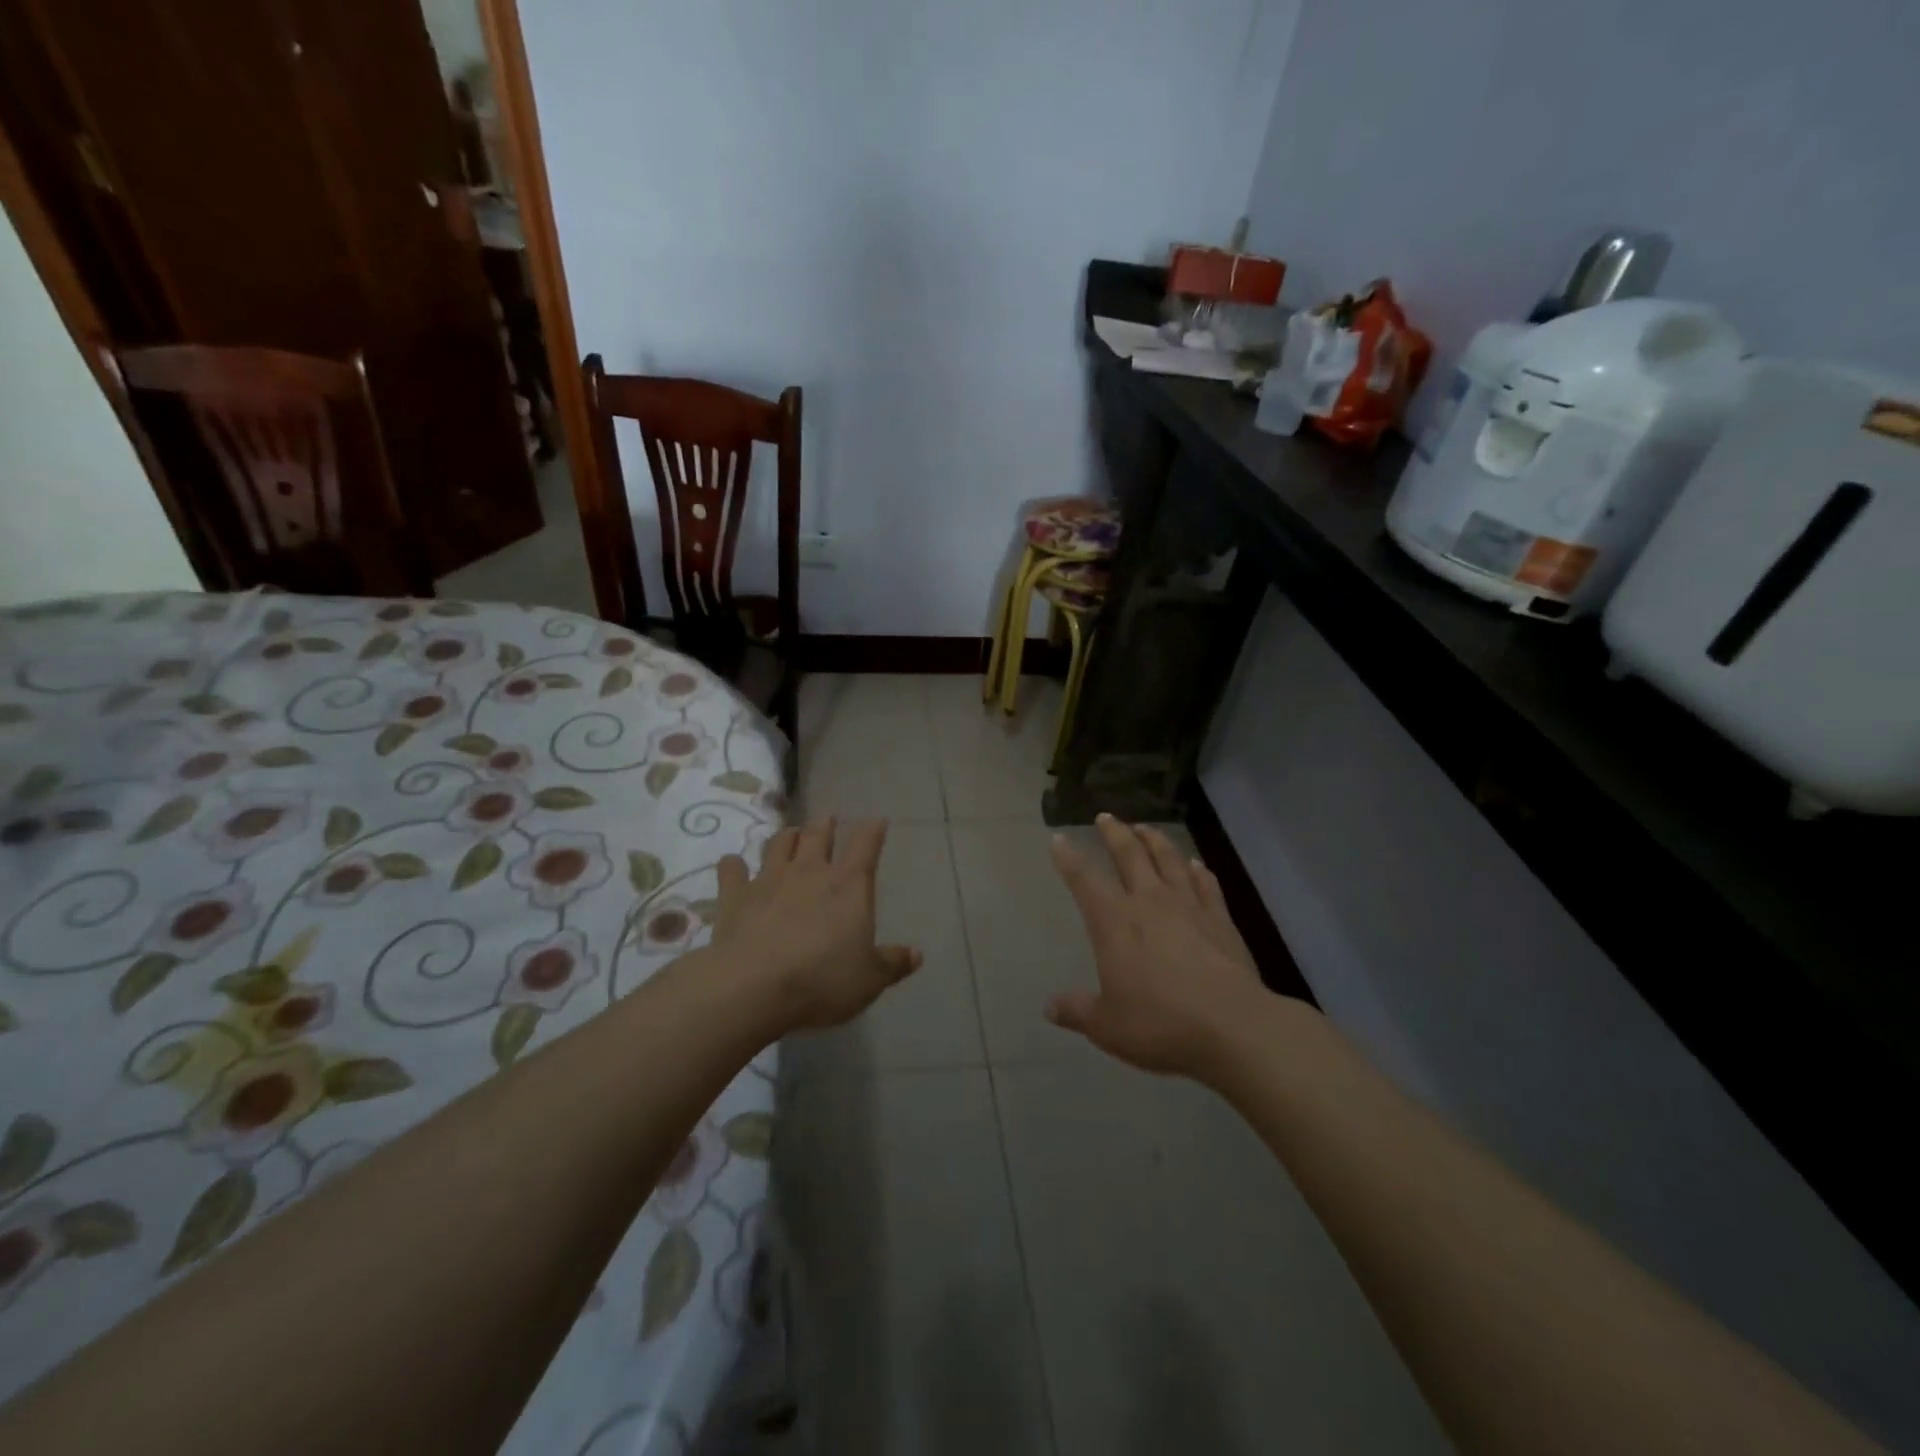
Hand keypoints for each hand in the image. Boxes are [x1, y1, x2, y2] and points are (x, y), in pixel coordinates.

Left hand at [710, 816, 920, 1032]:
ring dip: (787, 837)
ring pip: (779, 843)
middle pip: (819, 835)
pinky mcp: (735, 895)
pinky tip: (733, 865)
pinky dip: (734, 865)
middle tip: (828, 821)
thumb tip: (916, 954)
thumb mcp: (869, 980)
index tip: (877, 821)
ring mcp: (769, 879)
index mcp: (849, 885)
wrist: (753, 987)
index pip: (866, 845)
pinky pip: (732, 870)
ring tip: (791, 836)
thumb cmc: (822, 980)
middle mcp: (810, 871)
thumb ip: (892, 964)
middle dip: (825, 825)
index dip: (873, 830)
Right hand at [1047, 815, 1269, 1078]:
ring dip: (1154, 839)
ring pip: (1168, 859)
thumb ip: (1077, 1011)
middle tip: (1106, 818)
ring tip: (1145, 827)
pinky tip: (1195, 864)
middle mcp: (1149, 902)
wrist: (1233, 1027)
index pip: (1084, 880)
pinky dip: (1197, 870)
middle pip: (1129, 855)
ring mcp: (1188, 906)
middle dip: (1114, 833)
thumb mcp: (1107, 1026)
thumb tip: (1049, 1007)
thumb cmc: (1160, 1024)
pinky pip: (1206, 884)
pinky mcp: (1220, 919)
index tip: (1059, 839)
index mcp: (1114, 922)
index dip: (1068, 858)